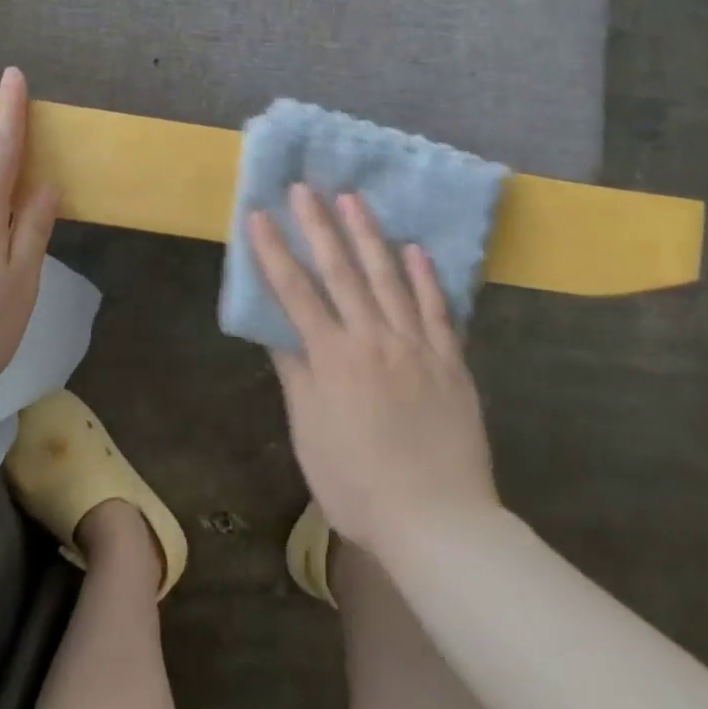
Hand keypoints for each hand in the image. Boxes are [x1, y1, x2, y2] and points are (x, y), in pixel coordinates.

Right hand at [249, 186, 498, 561]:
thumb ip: (295, 374)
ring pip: (389, 278)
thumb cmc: (357, 484)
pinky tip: (416, 248)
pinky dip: (425, 277)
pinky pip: (436, 309)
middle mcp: (372, 339)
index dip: (274, 252)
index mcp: (332, 358)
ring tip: (354, 199)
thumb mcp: (310, 433)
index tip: (258, 215)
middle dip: (319, 226)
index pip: (295, 292)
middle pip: (341, 272)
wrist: (436, 520)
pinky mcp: (449, 360)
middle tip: (306, 188)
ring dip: (369, 235)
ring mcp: (415, 345)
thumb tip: (277, 329)